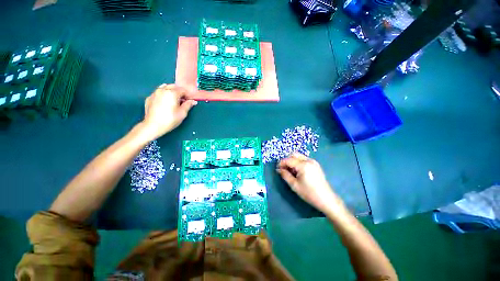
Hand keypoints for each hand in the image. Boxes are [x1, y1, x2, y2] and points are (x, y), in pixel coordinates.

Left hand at [140, 84, 196, 140]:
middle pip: (173, 86)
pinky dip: (163, 95)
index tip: (190, 100)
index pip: (182, 90)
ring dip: (171, 91)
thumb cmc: (170, 119)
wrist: (153, 126)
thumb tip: (193, 101)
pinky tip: (165, 102)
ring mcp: (154, 93)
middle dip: (179, 92)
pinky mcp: (149, 98)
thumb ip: (188, 105)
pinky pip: (158, 93)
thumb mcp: (182, 113)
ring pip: (164, 87)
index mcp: (172, 93)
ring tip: (174, 100)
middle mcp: (162, 90)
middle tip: (183, 100)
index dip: (188, 95)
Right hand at [277, 153, 343, 213]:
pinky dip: (298, 163)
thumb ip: (285, 175)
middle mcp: (309, 160)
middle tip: (283, 169)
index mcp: (303, 165)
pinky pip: (304, 160)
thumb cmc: (309, 193)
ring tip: (290, 171)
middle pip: (294, 155)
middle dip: (287, 160)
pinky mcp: (315, 165)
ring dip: (292, 161)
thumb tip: (279, 169)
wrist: (326, 199)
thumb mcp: (294, 185)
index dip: (281, 163)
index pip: (288, 160)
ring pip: (299, 156)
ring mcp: (313, 162)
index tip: (277, 169)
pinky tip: (297, 171)